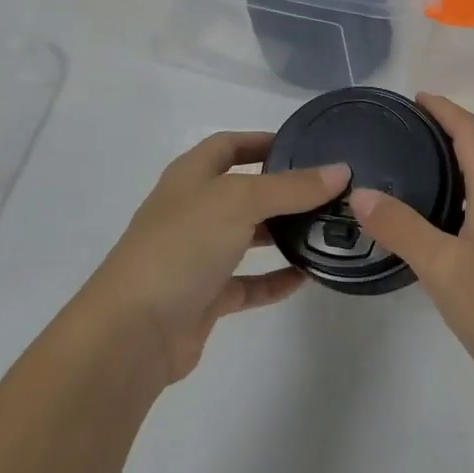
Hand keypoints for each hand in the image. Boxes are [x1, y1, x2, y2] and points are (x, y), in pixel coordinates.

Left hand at [78, 132, 348, 385]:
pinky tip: (307, 276)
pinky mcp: (205, 297)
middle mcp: (193, 210)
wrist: (133, 332)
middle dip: (282, 189)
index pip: (229, 144)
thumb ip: (291, 187)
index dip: (263, 140)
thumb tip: (340, 171)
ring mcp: (197, 255)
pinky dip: (275, 279)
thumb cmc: (182, 247)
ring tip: (326, 228)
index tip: (306, 145)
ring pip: (247, 237)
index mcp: (191, 176)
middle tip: (328, 191)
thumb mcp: (239, 201)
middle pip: (243, 190)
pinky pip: (248, 283)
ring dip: (282, 233)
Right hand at [348, 95, 473, 410]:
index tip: (414, 99)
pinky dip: (469, 186)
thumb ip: (402, 227)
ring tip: (422, 162)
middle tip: (414, 128)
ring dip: (465, 155)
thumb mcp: (443, 268)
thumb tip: (360, 193)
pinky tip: (442, 214)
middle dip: (457, 126)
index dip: (447, 110)